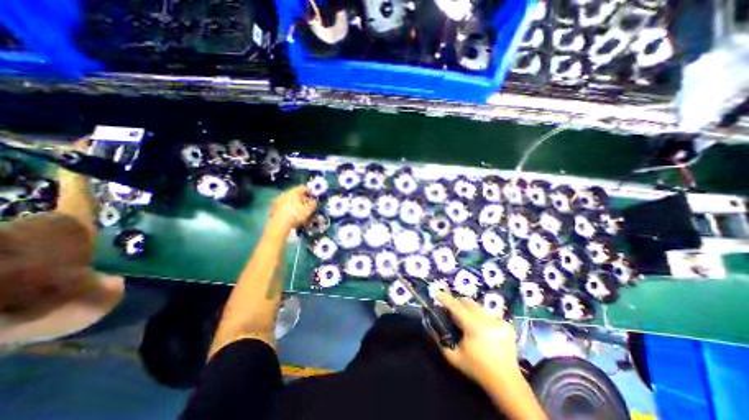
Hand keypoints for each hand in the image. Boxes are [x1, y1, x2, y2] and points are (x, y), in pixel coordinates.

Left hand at [268, 186, 317, 233]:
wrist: (279, 225)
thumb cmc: (296, 215)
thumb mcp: (308, 210)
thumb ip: (313, 204)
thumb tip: (314, 201)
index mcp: (294, 192)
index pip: (303, 188)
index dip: (309, 192)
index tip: (313, 197)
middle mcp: (285, 194)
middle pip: (295, 194)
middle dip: (302, 199)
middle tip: (307, 205)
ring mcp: (278, 201)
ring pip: (289, 200)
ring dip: (295, 204)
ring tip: (299, 212)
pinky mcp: (274, 208)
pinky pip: (284, 206)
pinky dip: (288, 209)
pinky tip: (292, 215)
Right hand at [433, 293, 521, 386]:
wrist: (507, 383)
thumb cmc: (478, 370)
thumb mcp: (454, 357)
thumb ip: (442, 341)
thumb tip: (433, 327)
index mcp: (474, 327)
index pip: (456, 307)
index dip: (446, 299)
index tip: (437, 293)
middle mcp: (487, 320)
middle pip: (468, 302)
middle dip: (458, 302)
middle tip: (451, 308)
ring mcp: (499, 321)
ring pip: (478, 307)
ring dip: (469, 310)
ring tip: (465, 320)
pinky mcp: (507, 325)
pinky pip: (488, 314)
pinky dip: (481, 317)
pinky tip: (481, 328)